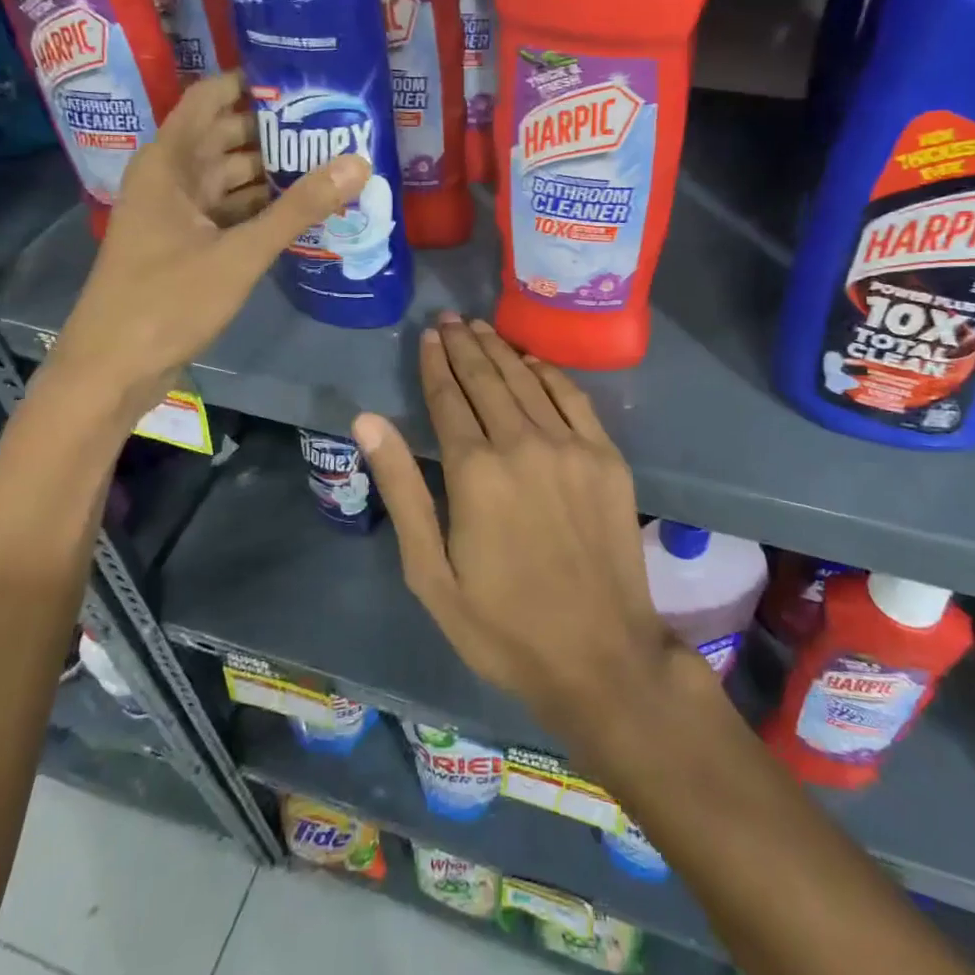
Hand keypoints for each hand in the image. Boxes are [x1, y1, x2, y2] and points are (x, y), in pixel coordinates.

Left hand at [50, 72, 367, 419]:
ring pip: (232, 177)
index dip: (252, 82)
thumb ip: (299, 208)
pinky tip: (304, 208)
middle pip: (227, 136)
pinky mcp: (189, 245)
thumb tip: (358, 162)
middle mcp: (172, 179)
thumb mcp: (239, 253)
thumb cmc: (167, 301)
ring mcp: (179, 214)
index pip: (210, 98)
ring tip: (331, 159)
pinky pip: (232, 211)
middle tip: (335, 121)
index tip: (304, 78)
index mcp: (169, 163)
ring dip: (274, 170)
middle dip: (276, 128)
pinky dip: (263, 207)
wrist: (113, 369)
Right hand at [354, 314, 687, 742]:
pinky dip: (548, 373)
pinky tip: (531, 361)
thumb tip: (367, 420)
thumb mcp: (430, 574)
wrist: (602, 657)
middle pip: (486, 379)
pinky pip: (573, 398)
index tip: (428, 335)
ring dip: (500, 350)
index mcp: (474, 472)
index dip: (435, 363)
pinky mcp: (606, 457)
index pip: (448, 399)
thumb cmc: (503, 626)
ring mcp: (570, 446)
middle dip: (464, 345)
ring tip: (480, 328)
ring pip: (526, 380)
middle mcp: (522, 444)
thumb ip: (401, 489)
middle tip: (450, 318)